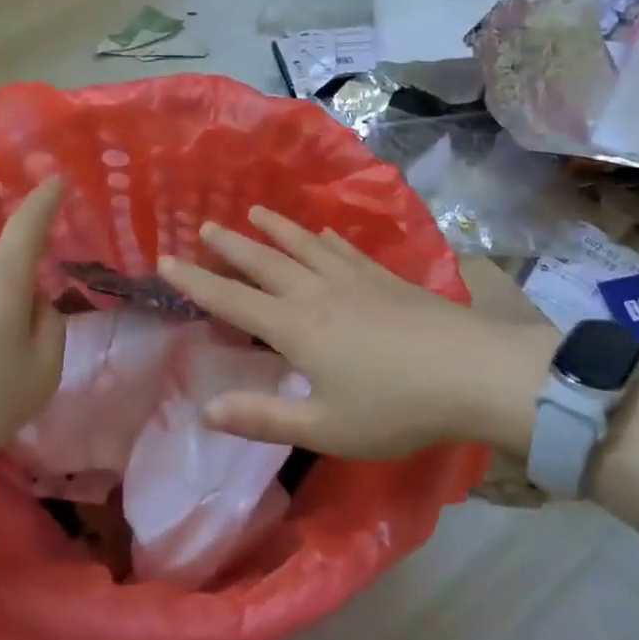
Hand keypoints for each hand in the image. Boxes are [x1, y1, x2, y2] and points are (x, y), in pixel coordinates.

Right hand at [157, 207, 547, 458]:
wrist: (473, 373)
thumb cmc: (396, 408)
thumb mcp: (325, 428)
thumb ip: (263, 417)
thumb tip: (205, 410)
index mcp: (296, 327)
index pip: (232, 299)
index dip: (195, 281)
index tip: (165, 260)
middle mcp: (318, 293)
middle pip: (265, 262)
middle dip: (231, 245)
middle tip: (205, 225)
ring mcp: (355, 280)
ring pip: (304, 246)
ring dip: (275, 228)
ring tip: (254, 212)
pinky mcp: (386, 279)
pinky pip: (346, 251)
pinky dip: (327, 239)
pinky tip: (326, 233)